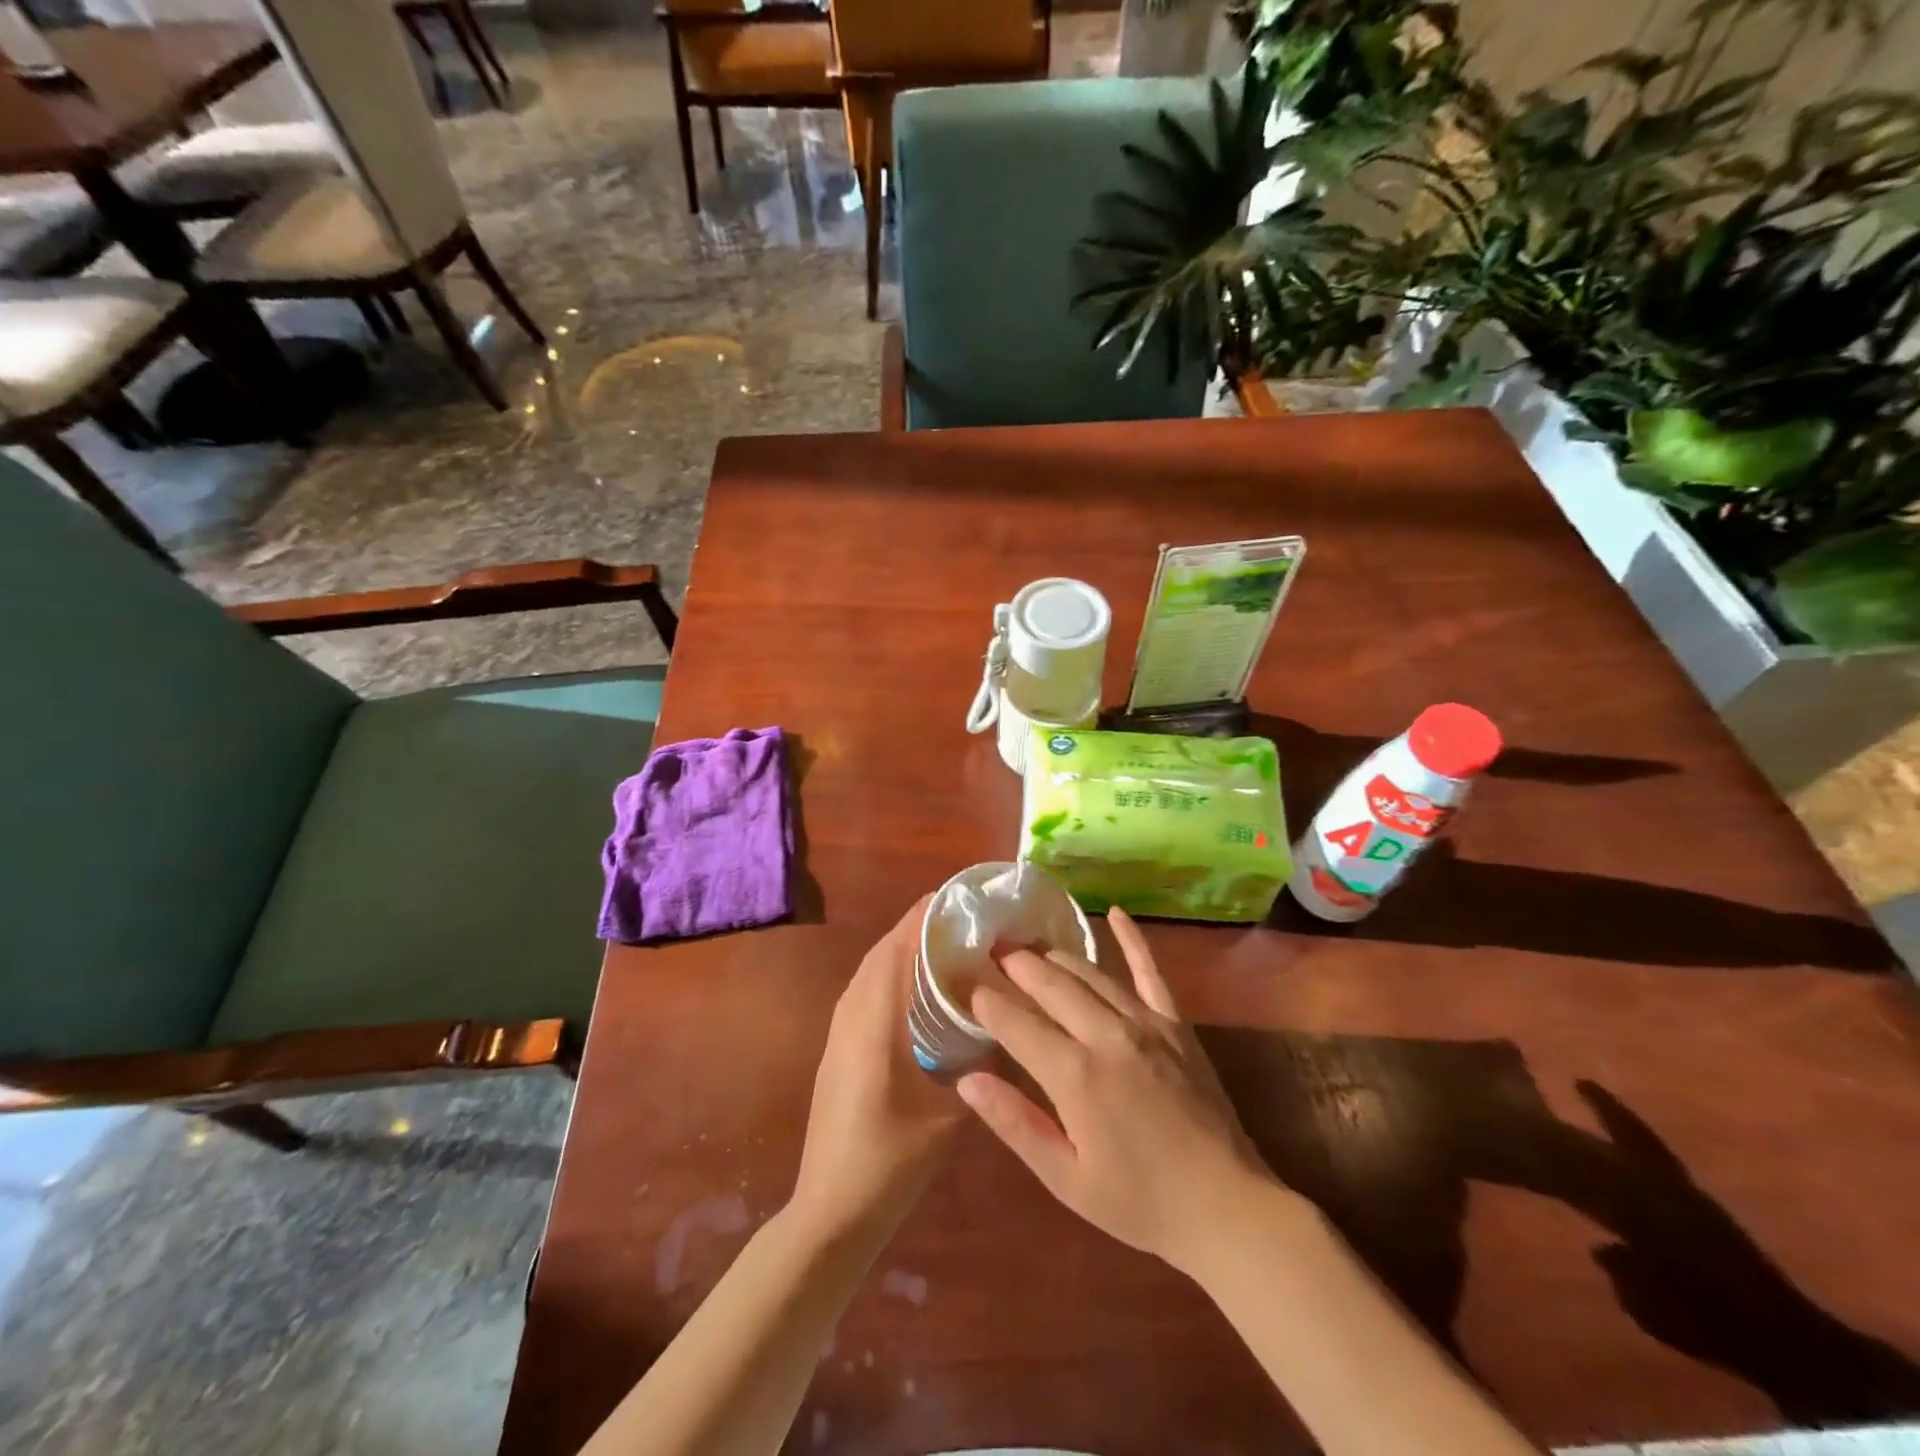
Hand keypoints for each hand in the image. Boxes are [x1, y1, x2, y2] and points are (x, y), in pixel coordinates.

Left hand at [790, 895, 965, 1241]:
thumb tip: (1005, 1027)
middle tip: (964, 918)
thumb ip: (978, 1065)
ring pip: (872, 969)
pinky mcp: (838, 1046)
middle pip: (884, 950)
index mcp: (875, 1020)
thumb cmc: (890, 1160)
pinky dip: (893, 973)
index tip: (960, 897)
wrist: (831, 1210)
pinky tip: (921, 989)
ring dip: (905, 948)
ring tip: (948, 943)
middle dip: (919, 926)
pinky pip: (866, 990)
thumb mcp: (948, 1113)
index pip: (898, 947)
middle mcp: (851, 1013)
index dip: (925, 916)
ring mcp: (840, 1029)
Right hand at [957, 908, 1281, 1274]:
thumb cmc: (1138, 1202)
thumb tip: (967, 1081)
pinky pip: (1151, 971)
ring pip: (1090, 973)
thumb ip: (1015, 1123)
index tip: (968, 987)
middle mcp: (1107, 1036)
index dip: (989, 1003)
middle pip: (1051, 985)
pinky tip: (1116, 913)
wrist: (1225, 1207)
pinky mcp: (1175, 1024)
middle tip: (992, 951)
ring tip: (1030, 946)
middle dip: (1017, 966)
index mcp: (1075, 1077)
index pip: (1018, 1024)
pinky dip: (1132, 939)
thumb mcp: (1066, 1178)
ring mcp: (1146, 1023)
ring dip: (1056, 956)